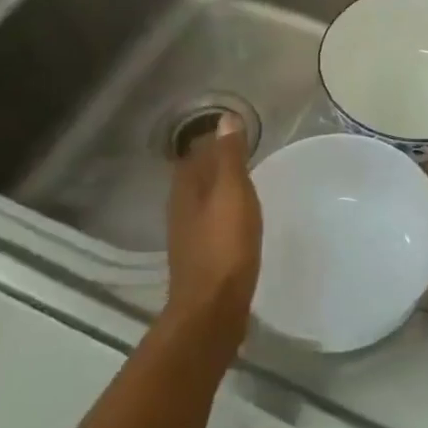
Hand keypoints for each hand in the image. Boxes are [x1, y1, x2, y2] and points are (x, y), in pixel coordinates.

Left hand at [164, 114, 260, 348]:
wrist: (212, 308)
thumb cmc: (224, 245)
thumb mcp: (232, 193)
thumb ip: (229, 157)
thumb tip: (225, 119)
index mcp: (186, 188)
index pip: (195, 153)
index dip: (213, 140)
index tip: (237, 132)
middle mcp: (181, 208)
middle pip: (197, 176)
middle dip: (216, 163)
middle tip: (245, 153)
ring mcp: (189, 235)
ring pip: (203, 200)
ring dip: (220, 188)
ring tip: (245, 182)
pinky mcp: (202, 256)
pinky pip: (212, 222)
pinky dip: (224, 212)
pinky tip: (240, 218)